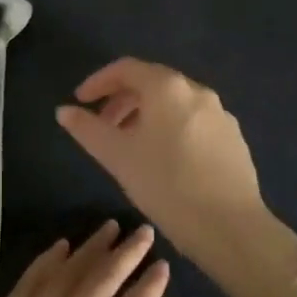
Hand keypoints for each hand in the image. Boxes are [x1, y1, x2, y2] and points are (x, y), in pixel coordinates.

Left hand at [0, 222, 167, 296]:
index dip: (149, 287)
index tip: (162, 266)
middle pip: (103, 279)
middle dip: (127, 253)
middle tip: (144, 231)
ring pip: (70, 269)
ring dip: (92, 246)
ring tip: (111, 227)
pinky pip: (32, 276)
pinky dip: (50, 258)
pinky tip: (64, 245)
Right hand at [55, 59, 267, 272]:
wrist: (231, 227)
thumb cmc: (166, 184)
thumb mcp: (117, 156)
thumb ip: (87, 129)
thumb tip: (63, 111)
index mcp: (167, 87)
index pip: (125, 68)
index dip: (98, 81)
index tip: (80, 101)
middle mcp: (196, 90)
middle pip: (151, 83)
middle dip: (122, 100)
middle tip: (102, 126)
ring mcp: (220, 114)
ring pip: (174, 103)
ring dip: (146, 115)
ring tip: (130, 145)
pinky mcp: (233, 138)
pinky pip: (194, 122)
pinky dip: (171, 129)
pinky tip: (165, 160)